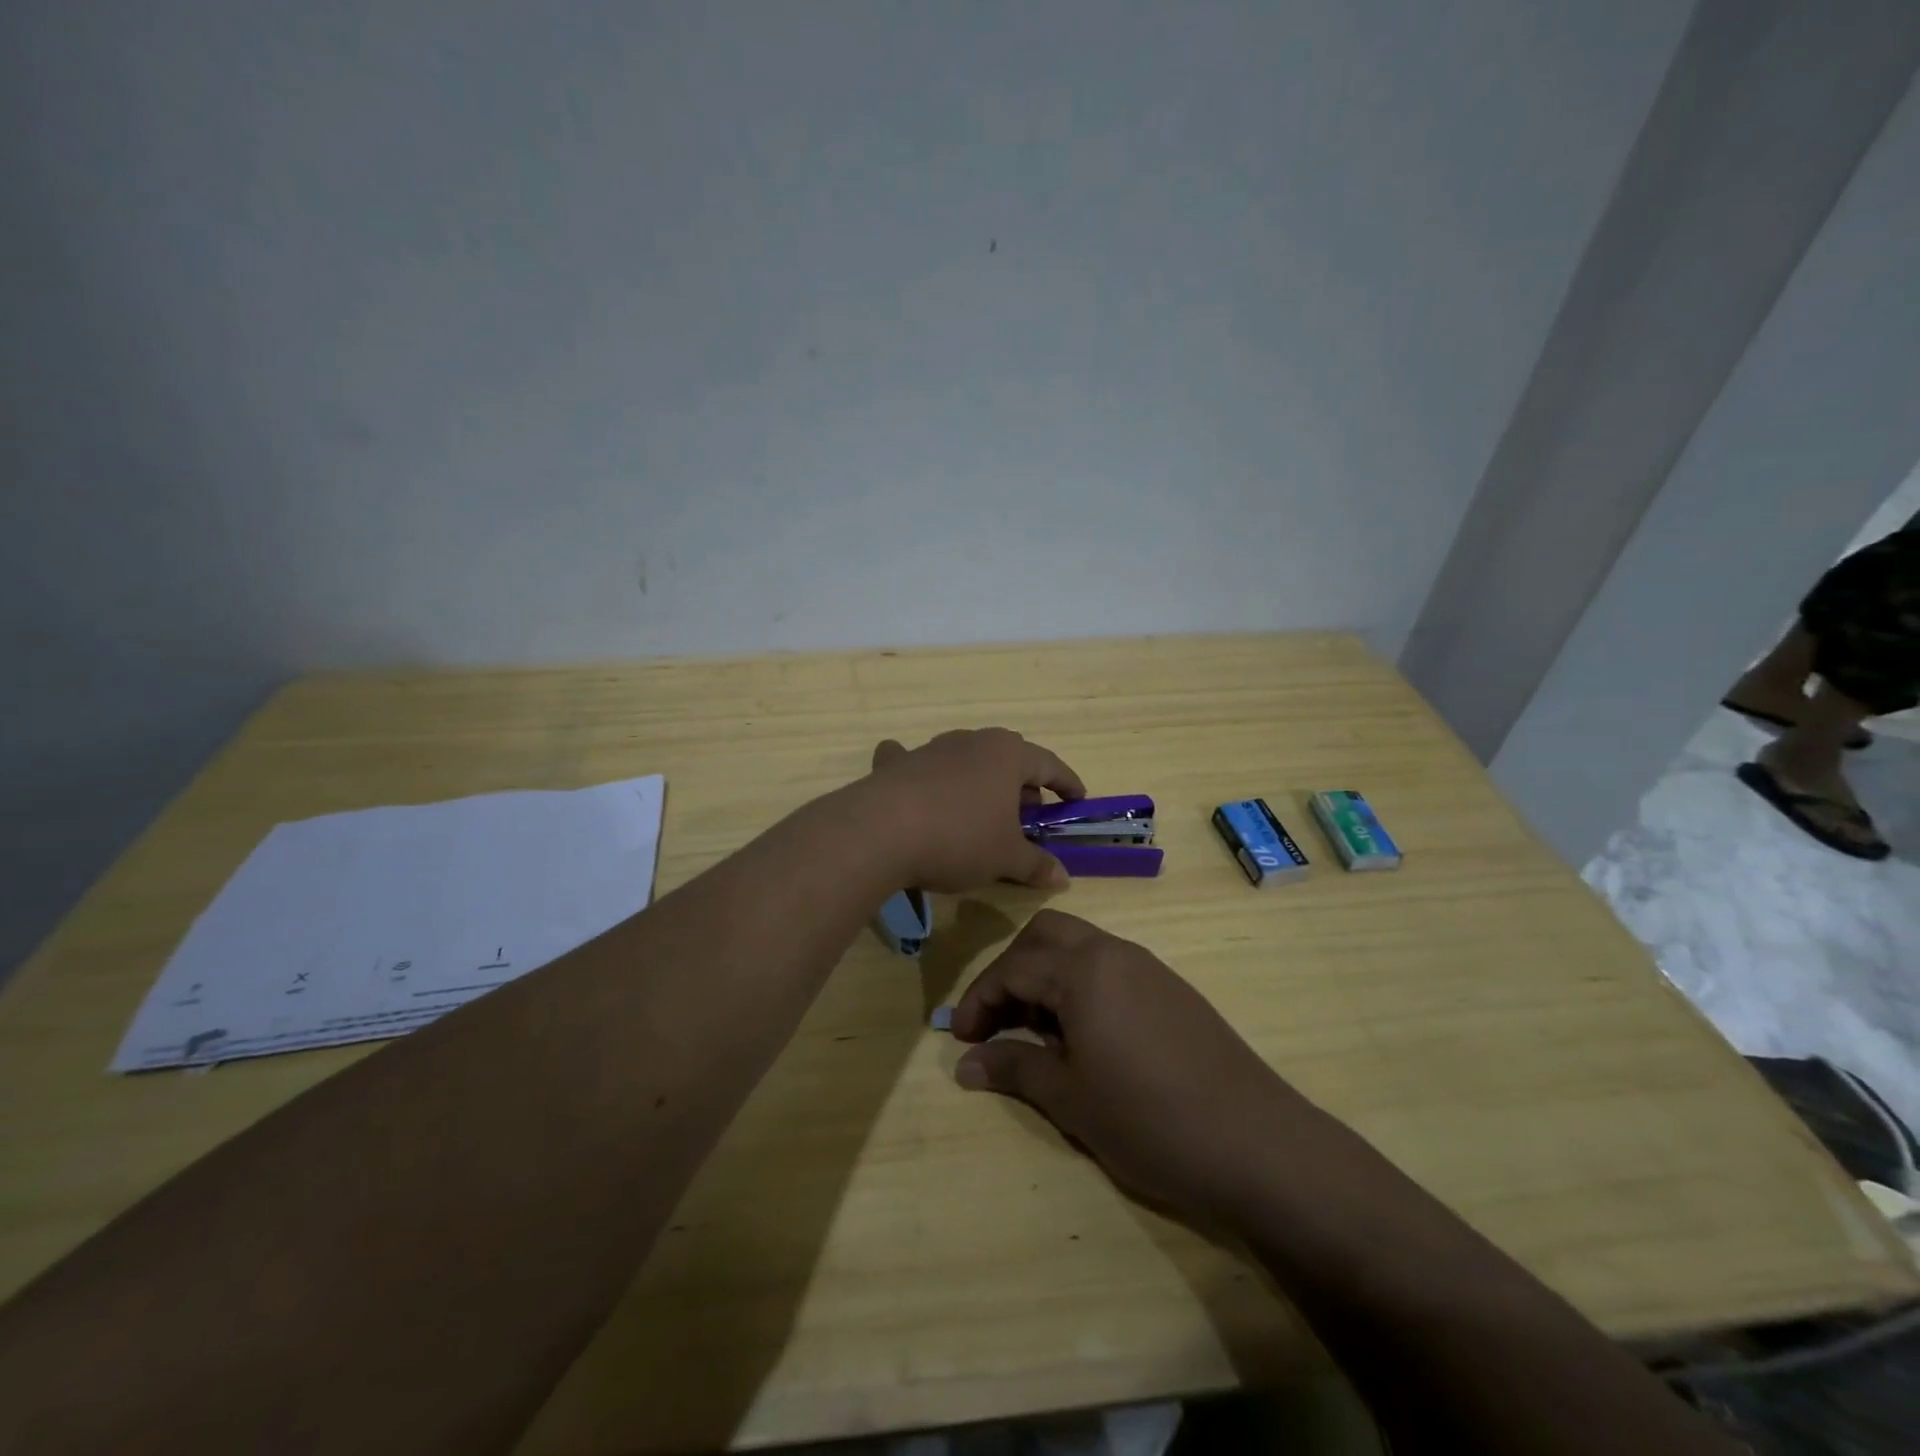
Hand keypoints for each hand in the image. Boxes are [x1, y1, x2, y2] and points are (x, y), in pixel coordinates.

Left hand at [864, 729, 1084, 891]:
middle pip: (1007, 759)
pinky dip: (922, 774)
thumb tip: (1062, 877)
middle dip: (1021, 786)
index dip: (1066, 783)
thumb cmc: (960, 839)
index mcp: (1007, 755)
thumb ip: (1036, 865)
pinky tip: (917, 785)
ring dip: (979, 783)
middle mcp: (971, 742)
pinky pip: (916, 764)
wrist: (882, 831)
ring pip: (966, 761)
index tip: (1077, 799)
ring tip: (982, 812)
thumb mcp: (1005, 858)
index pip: (1048, 764)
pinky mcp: (898, 765)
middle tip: (1028, 816)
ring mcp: (931, 749)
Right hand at [951, 910, 1306, 1225]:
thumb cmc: (1149, 1119)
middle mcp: (1114, 952)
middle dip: (1012, 970)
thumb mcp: (1069, 1098)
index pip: (1012, 967)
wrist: (1257, 1143)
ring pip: (1080, 948)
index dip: (978, 1000)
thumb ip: (1013, 1068)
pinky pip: (1110, 968)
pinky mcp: (1172, 989)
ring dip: (1047, 976)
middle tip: (998, 1020)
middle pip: (1046, 935)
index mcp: (1083, 968)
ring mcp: (1148, 967)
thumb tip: (964, 1064)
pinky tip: (1085, 1038)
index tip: (959, 1038)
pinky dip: (1081, 986)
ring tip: (1037, 1034)